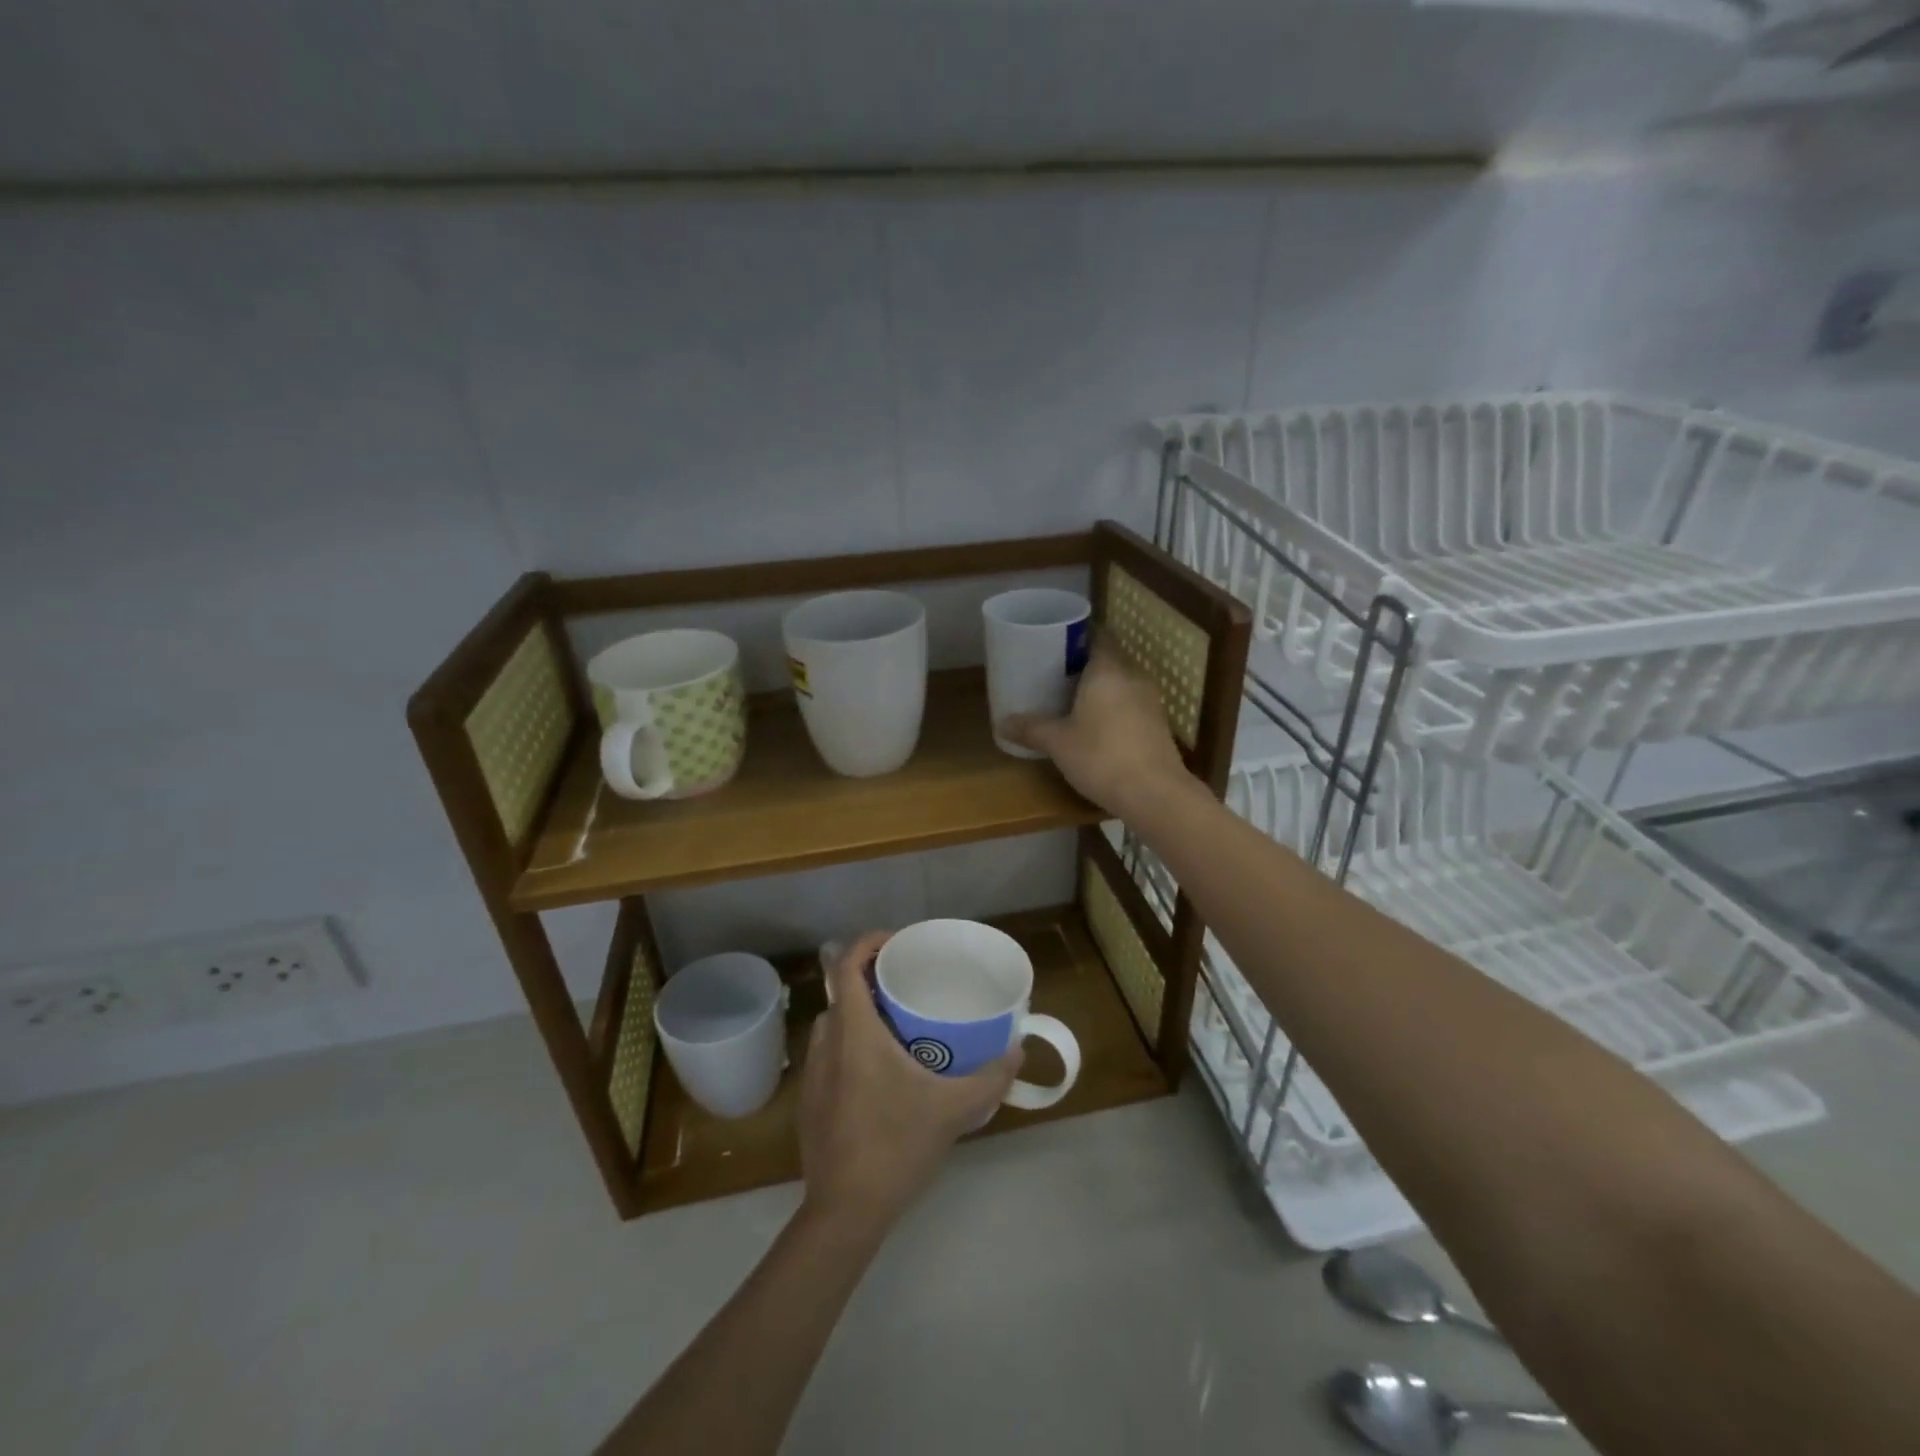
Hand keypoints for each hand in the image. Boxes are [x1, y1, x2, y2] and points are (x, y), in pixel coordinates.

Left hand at [797, 931, 1020, 1231]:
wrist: (844, 1212)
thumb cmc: (896, 1146)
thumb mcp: (952, 1110)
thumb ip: (990, 1078)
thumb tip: (1018, 1051)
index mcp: (854, 1032)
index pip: (845, 964)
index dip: (868, 942)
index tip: (897, 942)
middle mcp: (826, 1042)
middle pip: (841, 992)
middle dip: (871, 980)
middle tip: (908, 986)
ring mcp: (812, 1073)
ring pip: (834, 1023)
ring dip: (860, 1014)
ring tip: (896, 1026)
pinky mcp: (808, 1100)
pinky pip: (828, 1053)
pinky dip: (850, 1045)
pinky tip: (878, 1073)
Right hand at [1003, 642, 1192, 819]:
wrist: (1155, 794)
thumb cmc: (1101, 757)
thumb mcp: (1058, 743)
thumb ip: (1031, 729)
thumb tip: (1002, 723)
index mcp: (1107, 670)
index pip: (1096, 636)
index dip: (1076, 638)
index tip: (1055, 645)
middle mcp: (1133, 677)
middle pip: (1108, 660)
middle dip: (1085, 666)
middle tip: (1056, 676)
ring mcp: (1151, 701)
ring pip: (1122, 684)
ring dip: (1101, 690)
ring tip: (1074, 702)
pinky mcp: (1159, 724)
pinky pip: (1132, 705)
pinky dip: (1115, 710)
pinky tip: (1098, 728)